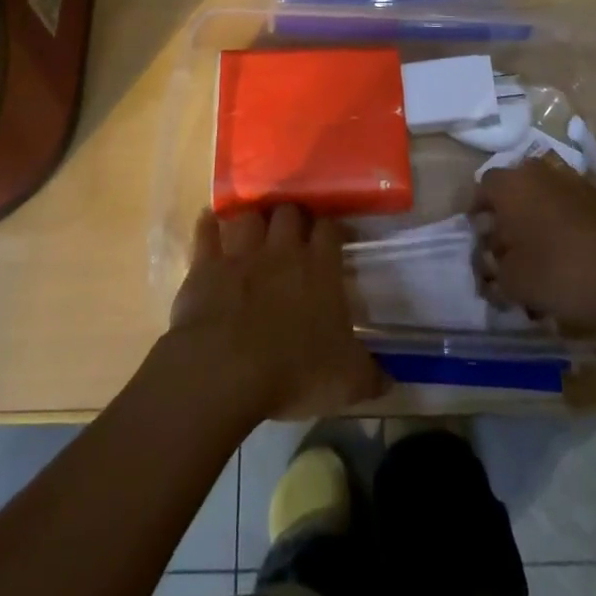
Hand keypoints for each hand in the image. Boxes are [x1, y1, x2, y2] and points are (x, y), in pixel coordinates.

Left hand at [167, 206, 387, 420]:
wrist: (224, 369)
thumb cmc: (293, 372)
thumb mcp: (346, 383)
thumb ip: (370, 375)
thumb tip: (390, 378)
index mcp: (319, 268)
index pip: (330, 229)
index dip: (332, 228)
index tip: (335, 236)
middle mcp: (282, 249)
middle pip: (289, 212)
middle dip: (292, 216)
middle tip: (293, 231)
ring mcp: (241, 253)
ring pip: (250, 215)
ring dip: (252, 218)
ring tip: (254, 226)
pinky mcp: (205, 264)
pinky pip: (206, 232)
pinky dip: (208, 226)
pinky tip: (209, 223)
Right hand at [473, 158, 595, 332]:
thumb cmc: (560, 273)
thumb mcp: (513, 282)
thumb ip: (493, 272)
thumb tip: (490, 267)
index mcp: (511, 184)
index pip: (482, 188)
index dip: (478, 215)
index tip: (480, 242)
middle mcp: (538, 173)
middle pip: (513, 191)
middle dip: (507, 219)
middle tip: (507, 251)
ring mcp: (573, 182)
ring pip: (542, 199)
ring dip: (535, 223)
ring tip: (539, 261)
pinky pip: (568, 209)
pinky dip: (562, 228)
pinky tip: (568, 261)